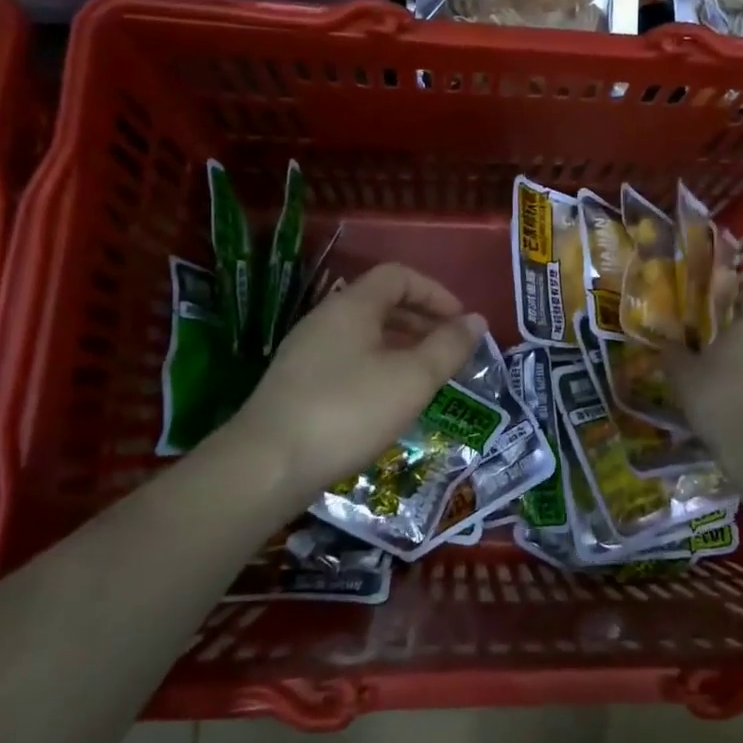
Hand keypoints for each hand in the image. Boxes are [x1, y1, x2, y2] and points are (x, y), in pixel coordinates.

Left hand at [230, 263, 486, 502]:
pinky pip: (348, 360)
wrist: (266, 466)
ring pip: (365, 335)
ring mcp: (306, 352)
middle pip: (381, 303)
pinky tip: (388, 402)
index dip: (435, 292)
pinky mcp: (296, 384)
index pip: (398, 276)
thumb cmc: (348, 411)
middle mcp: (325, 319)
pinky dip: (378, 368)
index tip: (461, 323)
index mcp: (352, 306)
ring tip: (426, 378)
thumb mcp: (412, 380)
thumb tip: (476, 320)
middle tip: (450, 351)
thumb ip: (449, 347)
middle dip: (422, 321)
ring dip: (402, 347)